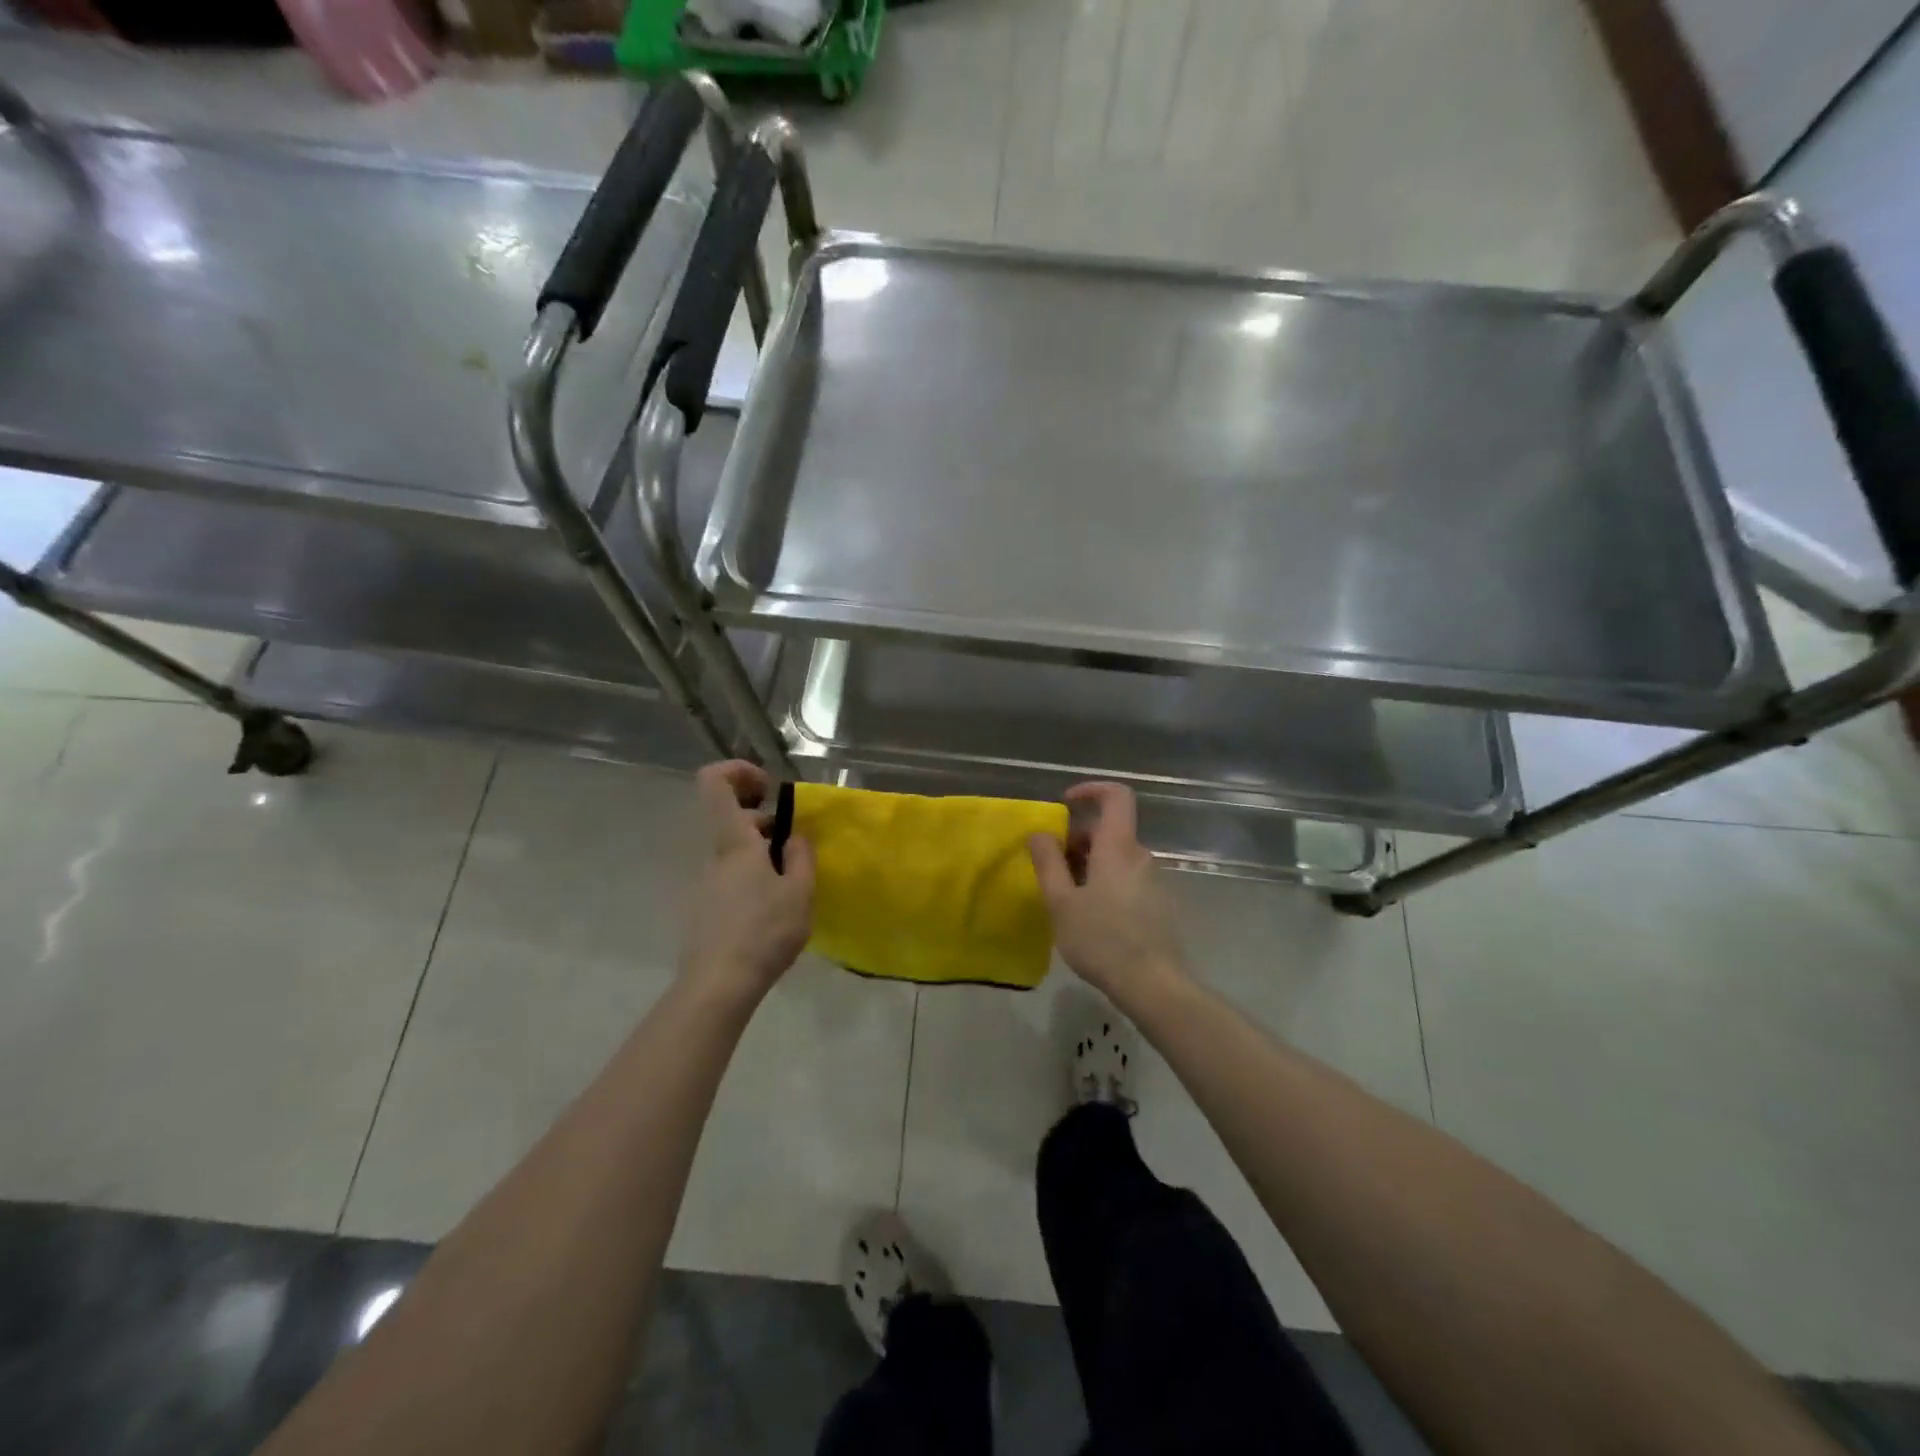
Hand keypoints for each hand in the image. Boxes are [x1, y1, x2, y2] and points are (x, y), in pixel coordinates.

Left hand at [681, 761, 813, 1004]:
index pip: (715, 783)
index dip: (739, 771)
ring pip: (734, 851)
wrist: (718, 986)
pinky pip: (731, 878)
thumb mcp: (799, 892)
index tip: (770, 789)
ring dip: (763, 855)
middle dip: (766, 822)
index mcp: (734, 842)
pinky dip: (753, 880)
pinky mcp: (704, 908)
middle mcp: (713, 855)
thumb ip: (800, 856)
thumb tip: (793, 836)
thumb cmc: (764, 932)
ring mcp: (705, 883)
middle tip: (794, 847)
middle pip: (732, 818)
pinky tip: (773, 911)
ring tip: (791, 886)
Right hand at [1028, 782, 1184, 998]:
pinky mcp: (1158, 904)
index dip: (1091, 790)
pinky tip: (1091, 918)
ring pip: (1116, 858)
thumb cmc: (1101, 939)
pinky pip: (1127, 879)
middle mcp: (1141, 856)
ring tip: (1067, 899)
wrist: (1154, 984)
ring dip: (1089, 866)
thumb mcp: (1061, 902)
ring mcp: (1154, 880)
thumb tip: (1039, 833)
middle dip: (1077, 841)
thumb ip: (1048, 862)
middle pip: (1109, 831)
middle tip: (1052, 870)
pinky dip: (1105, 883)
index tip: (1065, 803)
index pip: (1117, 796)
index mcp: (1118, 847)